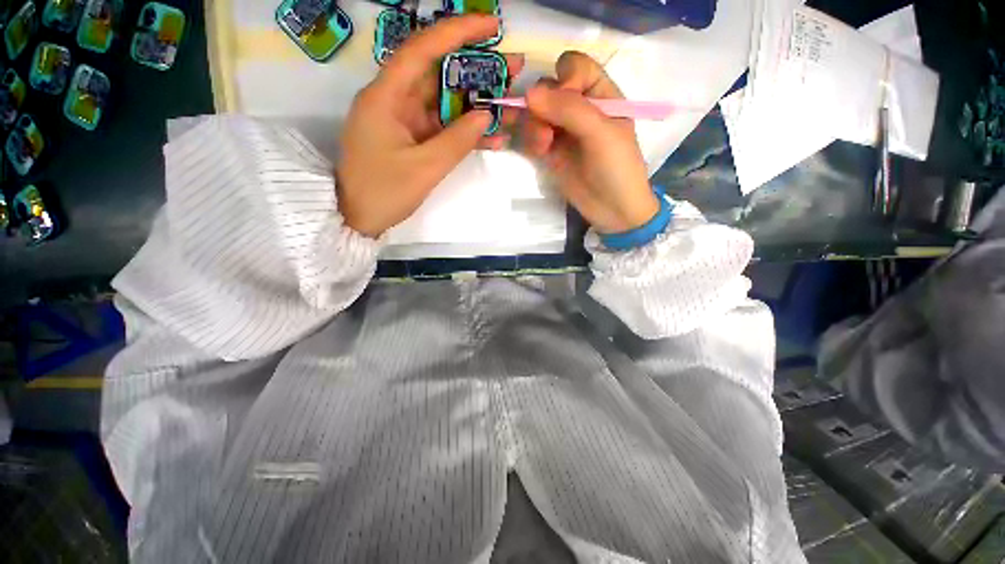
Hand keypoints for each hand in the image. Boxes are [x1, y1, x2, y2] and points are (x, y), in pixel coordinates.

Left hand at [336, 15, 522, 237]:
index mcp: (386, 97)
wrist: (358, 218)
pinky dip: (465, 132)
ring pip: (444, 103)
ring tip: (509, 104)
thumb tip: (485, 116)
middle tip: (511, 70)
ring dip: (476, 104)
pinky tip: (491, 136)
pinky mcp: (413, 140)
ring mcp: (405, 121)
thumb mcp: (424, 169)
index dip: (456, 33)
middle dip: (476, 70)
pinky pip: (442, 128)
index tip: (491, 27)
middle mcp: (395, 101)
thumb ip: (457, 141)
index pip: (421, 50)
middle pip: (438, 74)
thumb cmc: (383, 193)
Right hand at [518, 51, 658, 234]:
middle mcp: (580, 108)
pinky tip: (538, 152)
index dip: (564, 78)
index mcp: (601, 95)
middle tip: (546, 130)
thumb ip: (569, 110)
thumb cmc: (617, 169)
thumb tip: (529, 93)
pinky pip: (532, 135)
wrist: (612, 210)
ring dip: (533, 126)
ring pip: (536, 113)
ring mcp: (563, 131)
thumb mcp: (601, 134)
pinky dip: (530, 140)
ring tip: (542, 147)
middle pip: (549, 89)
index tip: (561, 100)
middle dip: (542, 106)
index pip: (575, 67)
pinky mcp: (551, 151)